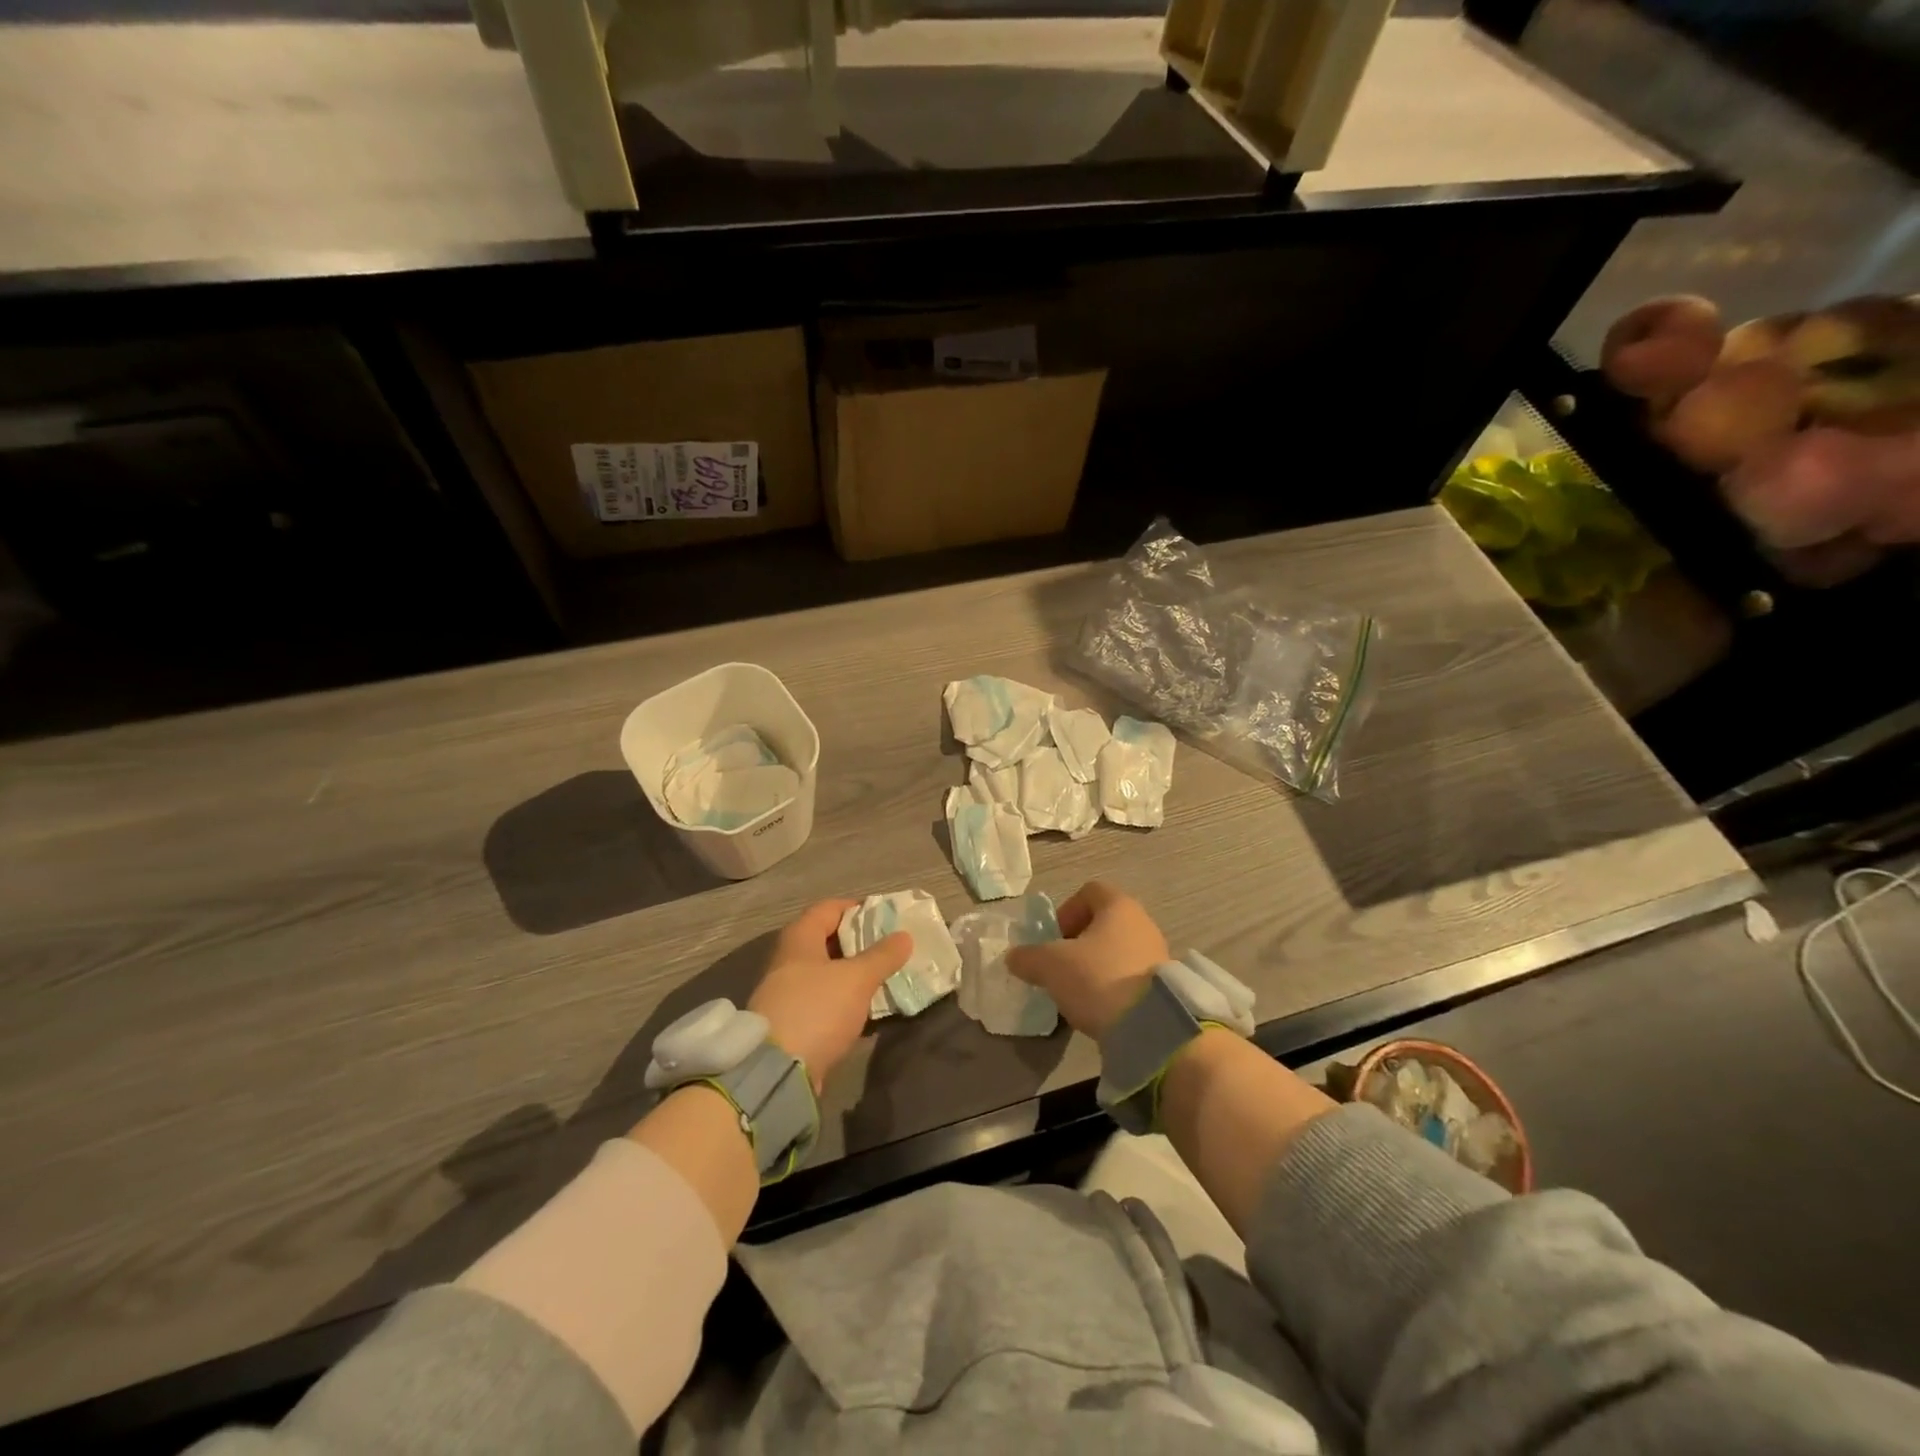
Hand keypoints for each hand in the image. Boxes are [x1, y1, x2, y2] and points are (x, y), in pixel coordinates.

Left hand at [749, 899, 910, 1091]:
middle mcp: (788, 960)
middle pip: (827, 940)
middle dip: (859, 942)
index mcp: (799, 938)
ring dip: (853, 973)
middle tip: (890, 947)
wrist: (775, 1071)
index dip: (857, 908)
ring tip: (884, 976)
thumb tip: (904, 936)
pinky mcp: (791, 1022)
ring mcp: (787, 992)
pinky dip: (844, 999)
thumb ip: (882, 956)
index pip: (829, 908)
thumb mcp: (856, 979)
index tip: (885, 916)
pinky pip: (823, 1000)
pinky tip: (867, 1008)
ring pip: (826, 972)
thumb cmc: (816, 1009)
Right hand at [1005, 881, 1168, 1040]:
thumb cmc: (1096, 977)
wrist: (1149, 1025)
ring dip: (1095, 964)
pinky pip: (1130, 974)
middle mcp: (1142, 922)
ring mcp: (1157, 953)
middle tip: (1061, 966)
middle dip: (1078, 942)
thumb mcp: (1050, 966)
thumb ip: (1028, 957)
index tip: (1054, 938)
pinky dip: (1112, 984)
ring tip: (1078, 990)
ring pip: (1116, 949)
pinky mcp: (1163, 984)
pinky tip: (1100, 1006)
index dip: (1066, 911)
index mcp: (1118, 906)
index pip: (1089, 892)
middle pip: (1103, 922)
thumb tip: (1013, 957)